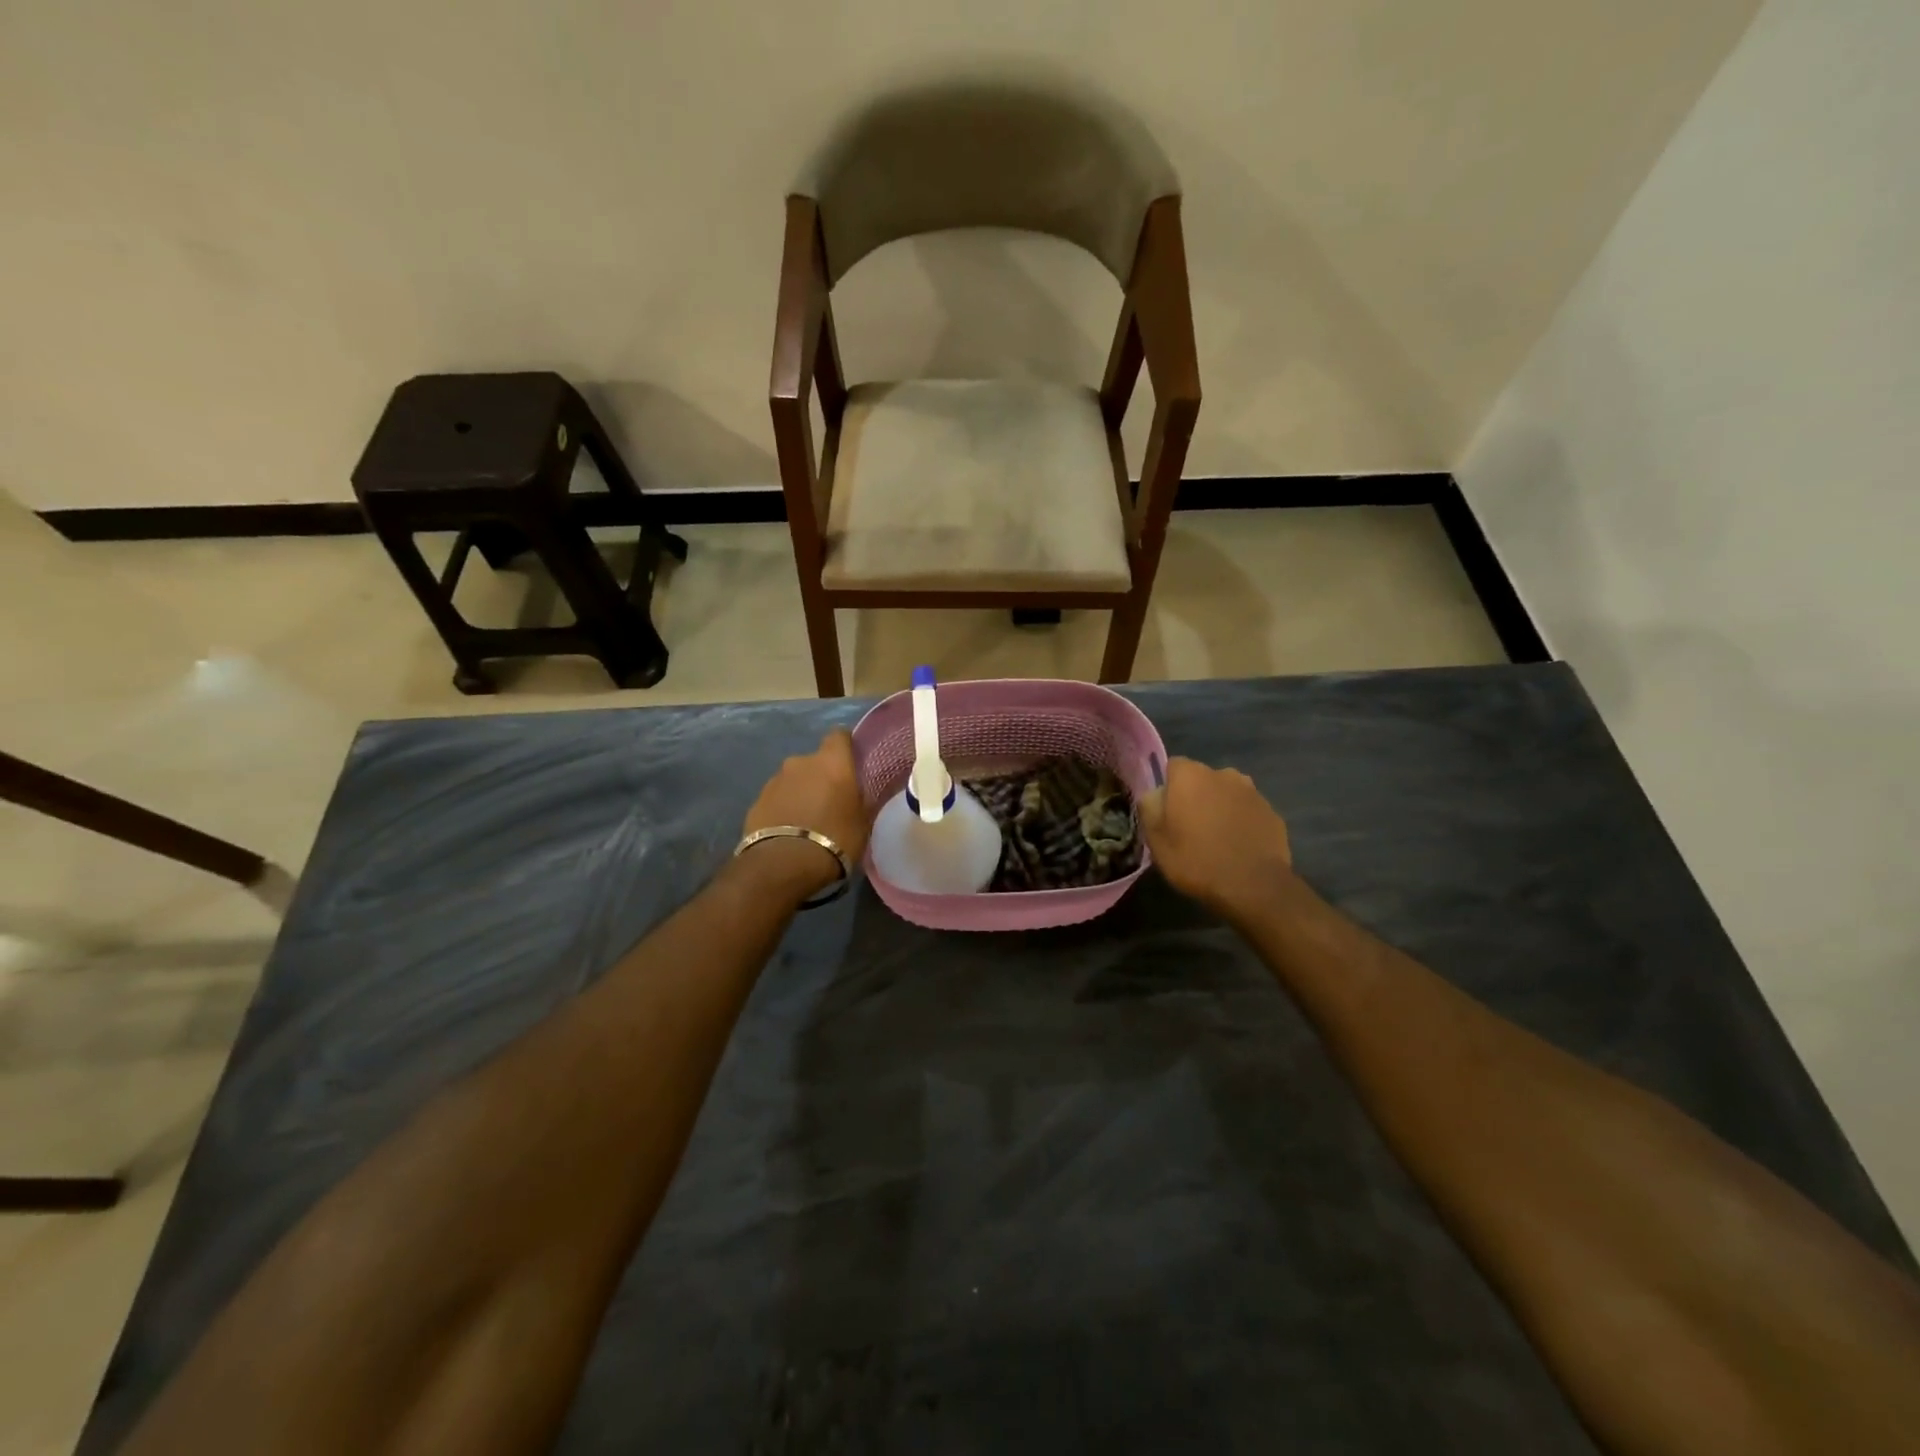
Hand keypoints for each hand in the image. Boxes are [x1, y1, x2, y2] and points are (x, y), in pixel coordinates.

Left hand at [737, 729, 872, 897]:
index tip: (852, 764)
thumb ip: (859, 799)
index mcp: (831, 761)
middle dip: (822, 776)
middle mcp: (801, 762)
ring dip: (801, 793)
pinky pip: (777, 799)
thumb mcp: (862, 821)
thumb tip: (858, 792)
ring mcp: (774, 780)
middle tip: (832, 801)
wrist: (784, 864)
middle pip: (815, 762)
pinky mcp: (756, 801)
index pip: (839, 736)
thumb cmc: (835, 838)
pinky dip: (784, 809)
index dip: (846, 748)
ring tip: (808, 820)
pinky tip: (790, 831)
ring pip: (794, 780)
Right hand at [1138, 757, 1292, 917]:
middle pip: (1202, 779)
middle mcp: (1223, 774)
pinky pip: (1248, 811)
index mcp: (1191, 776)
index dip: (1169, 788)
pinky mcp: (1272, 812)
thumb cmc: (1196, 861)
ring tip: (1217, 837)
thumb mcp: (1156, 841)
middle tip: (1190, 827)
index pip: (1173, 766)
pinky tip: (1239, 846)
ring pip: (1227, 793)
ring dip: (1220, 807)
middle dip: (1196, 796)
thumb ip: (1150, 809)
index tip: (1167, 812)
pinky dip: (1242, 821)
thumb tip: (1154, 794)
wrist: (1253, 886)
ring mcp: (1252, 792)